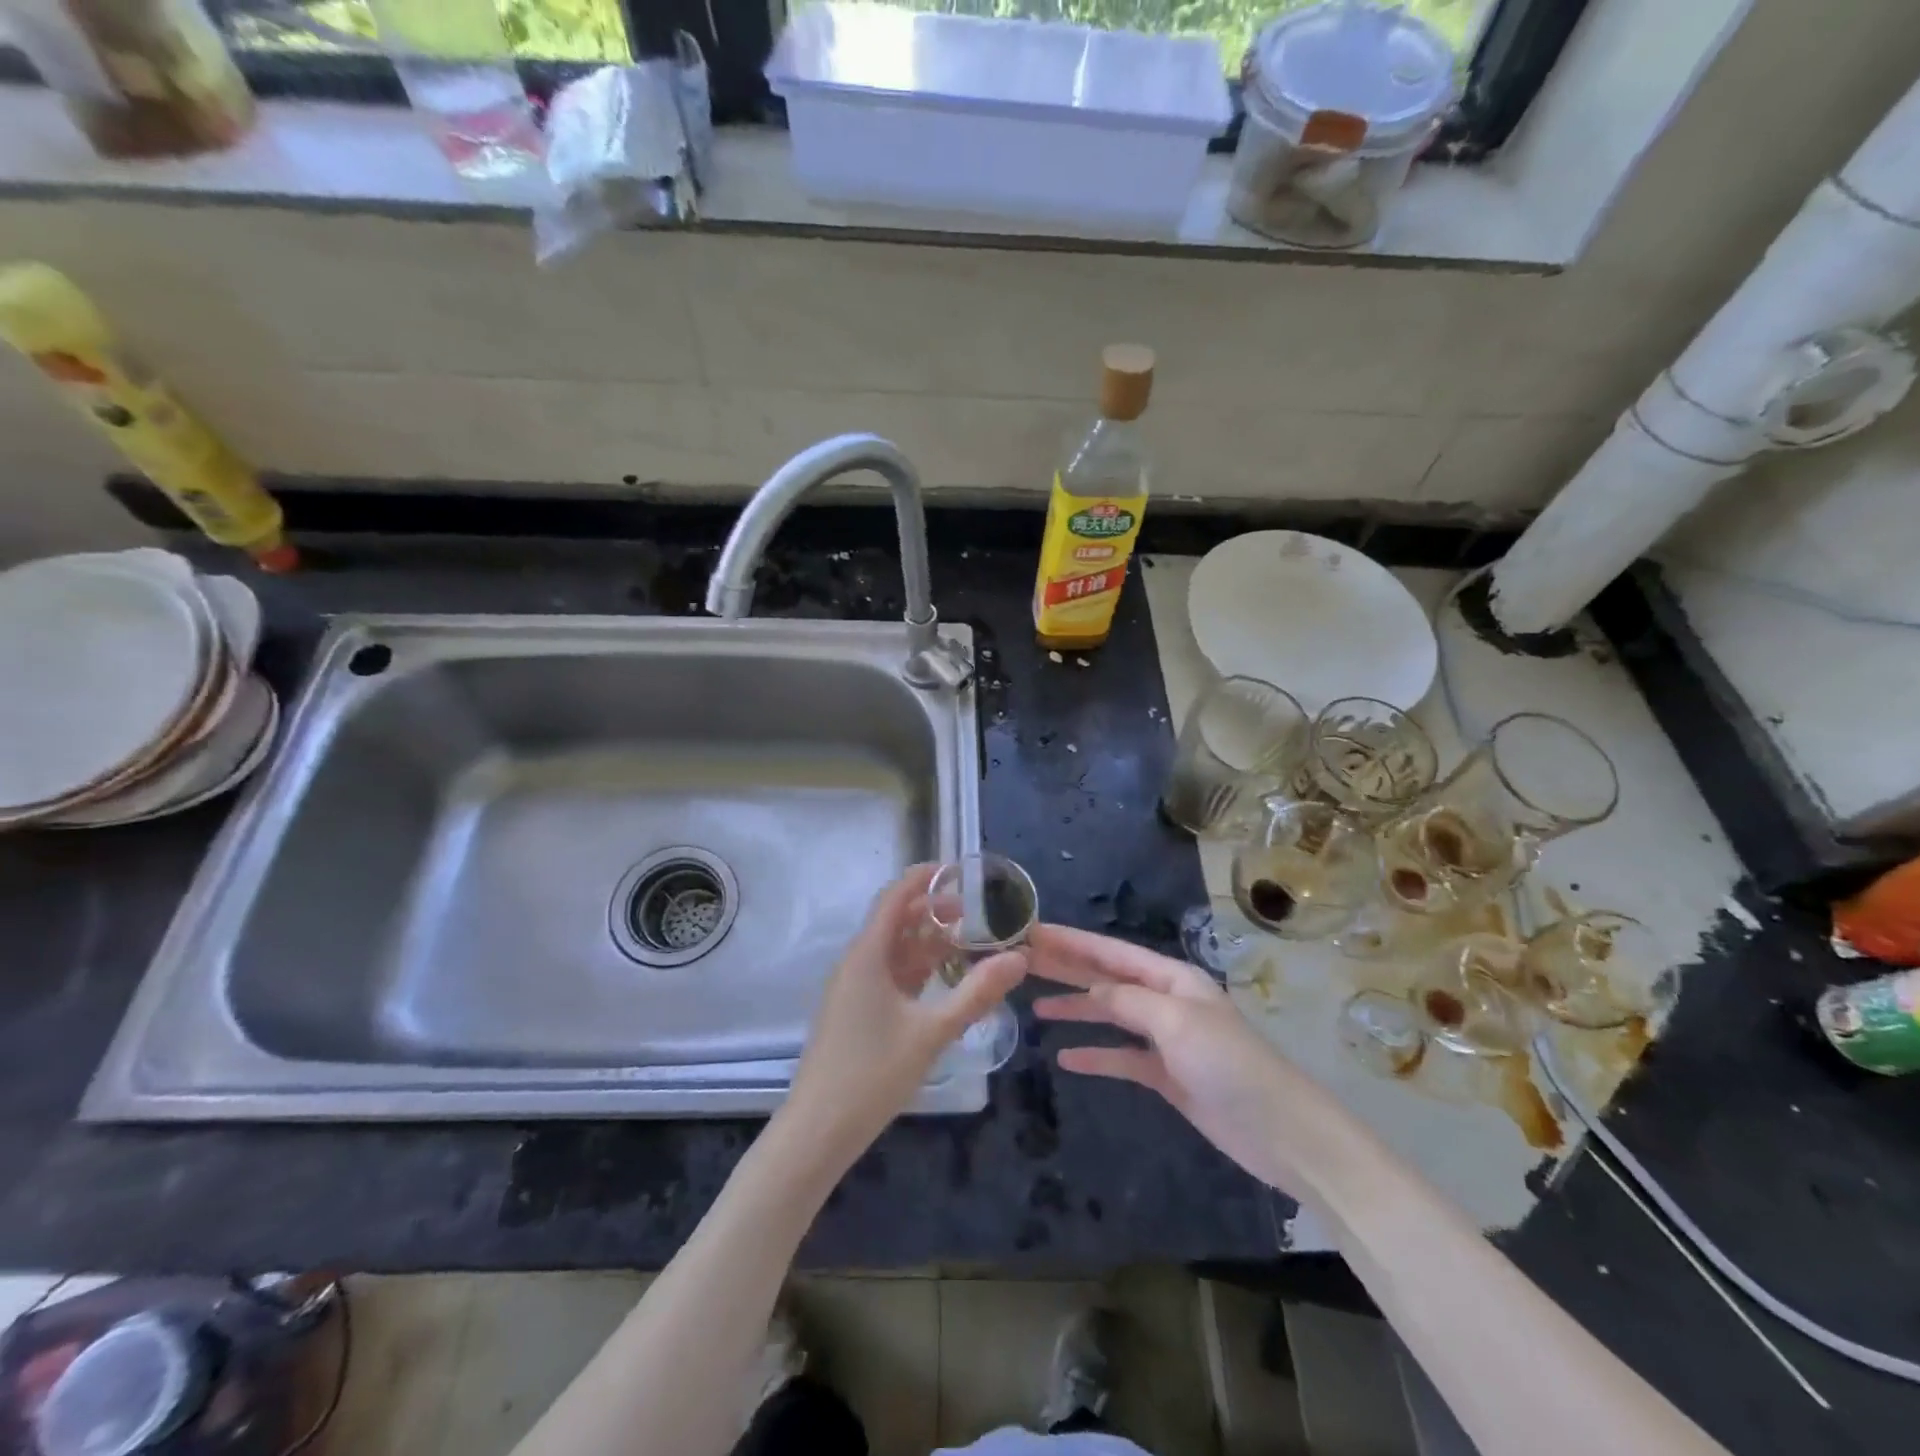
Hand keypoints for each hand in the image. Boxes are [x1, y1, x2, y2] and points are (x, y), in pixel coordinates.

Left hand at [782, 865, 1026, 1171]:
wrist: (818, 1130)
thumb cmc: (872, 1074)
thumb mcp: (932, 1032)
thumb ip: (977, 993)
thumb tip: (1020, 957)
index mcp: (868, 954)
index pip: (895, 896)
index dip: (924, 877)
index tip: (958, 869)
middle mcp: (857, 962)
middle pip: (896, 920)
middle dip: (934, 911)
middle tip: (977, 912)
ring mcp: (853, 988)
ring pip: (894, 950)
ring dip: (928, 942)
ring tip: (970, 942)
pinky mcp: (855, 1011)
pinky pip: (889, 975)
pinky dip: (917, 969)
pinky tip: (945, 980)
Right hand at [1029, 924, 1349, 1195]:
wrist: (1282, 1133)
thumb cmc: (1231, 1065)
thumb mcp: (1177, 1022)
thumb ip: (1130, 1000)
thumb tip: (1093, 988)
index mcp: (1172, 978)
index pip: (1111, 953)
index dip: (1071, 942)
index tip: (1031, 933)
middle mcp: (1166, 1001)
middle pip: (1107, 978)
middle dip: (1067, 969)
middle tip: (1021, 963)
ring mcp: (1167, 1040)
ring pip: (1111, 1015)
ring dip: (1077, 1009)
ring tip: (1037, 1008)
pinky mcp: (1168, 1076)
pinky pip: (1123, 1058)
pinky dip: (1096, 1055)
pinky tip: (1067, 1058)